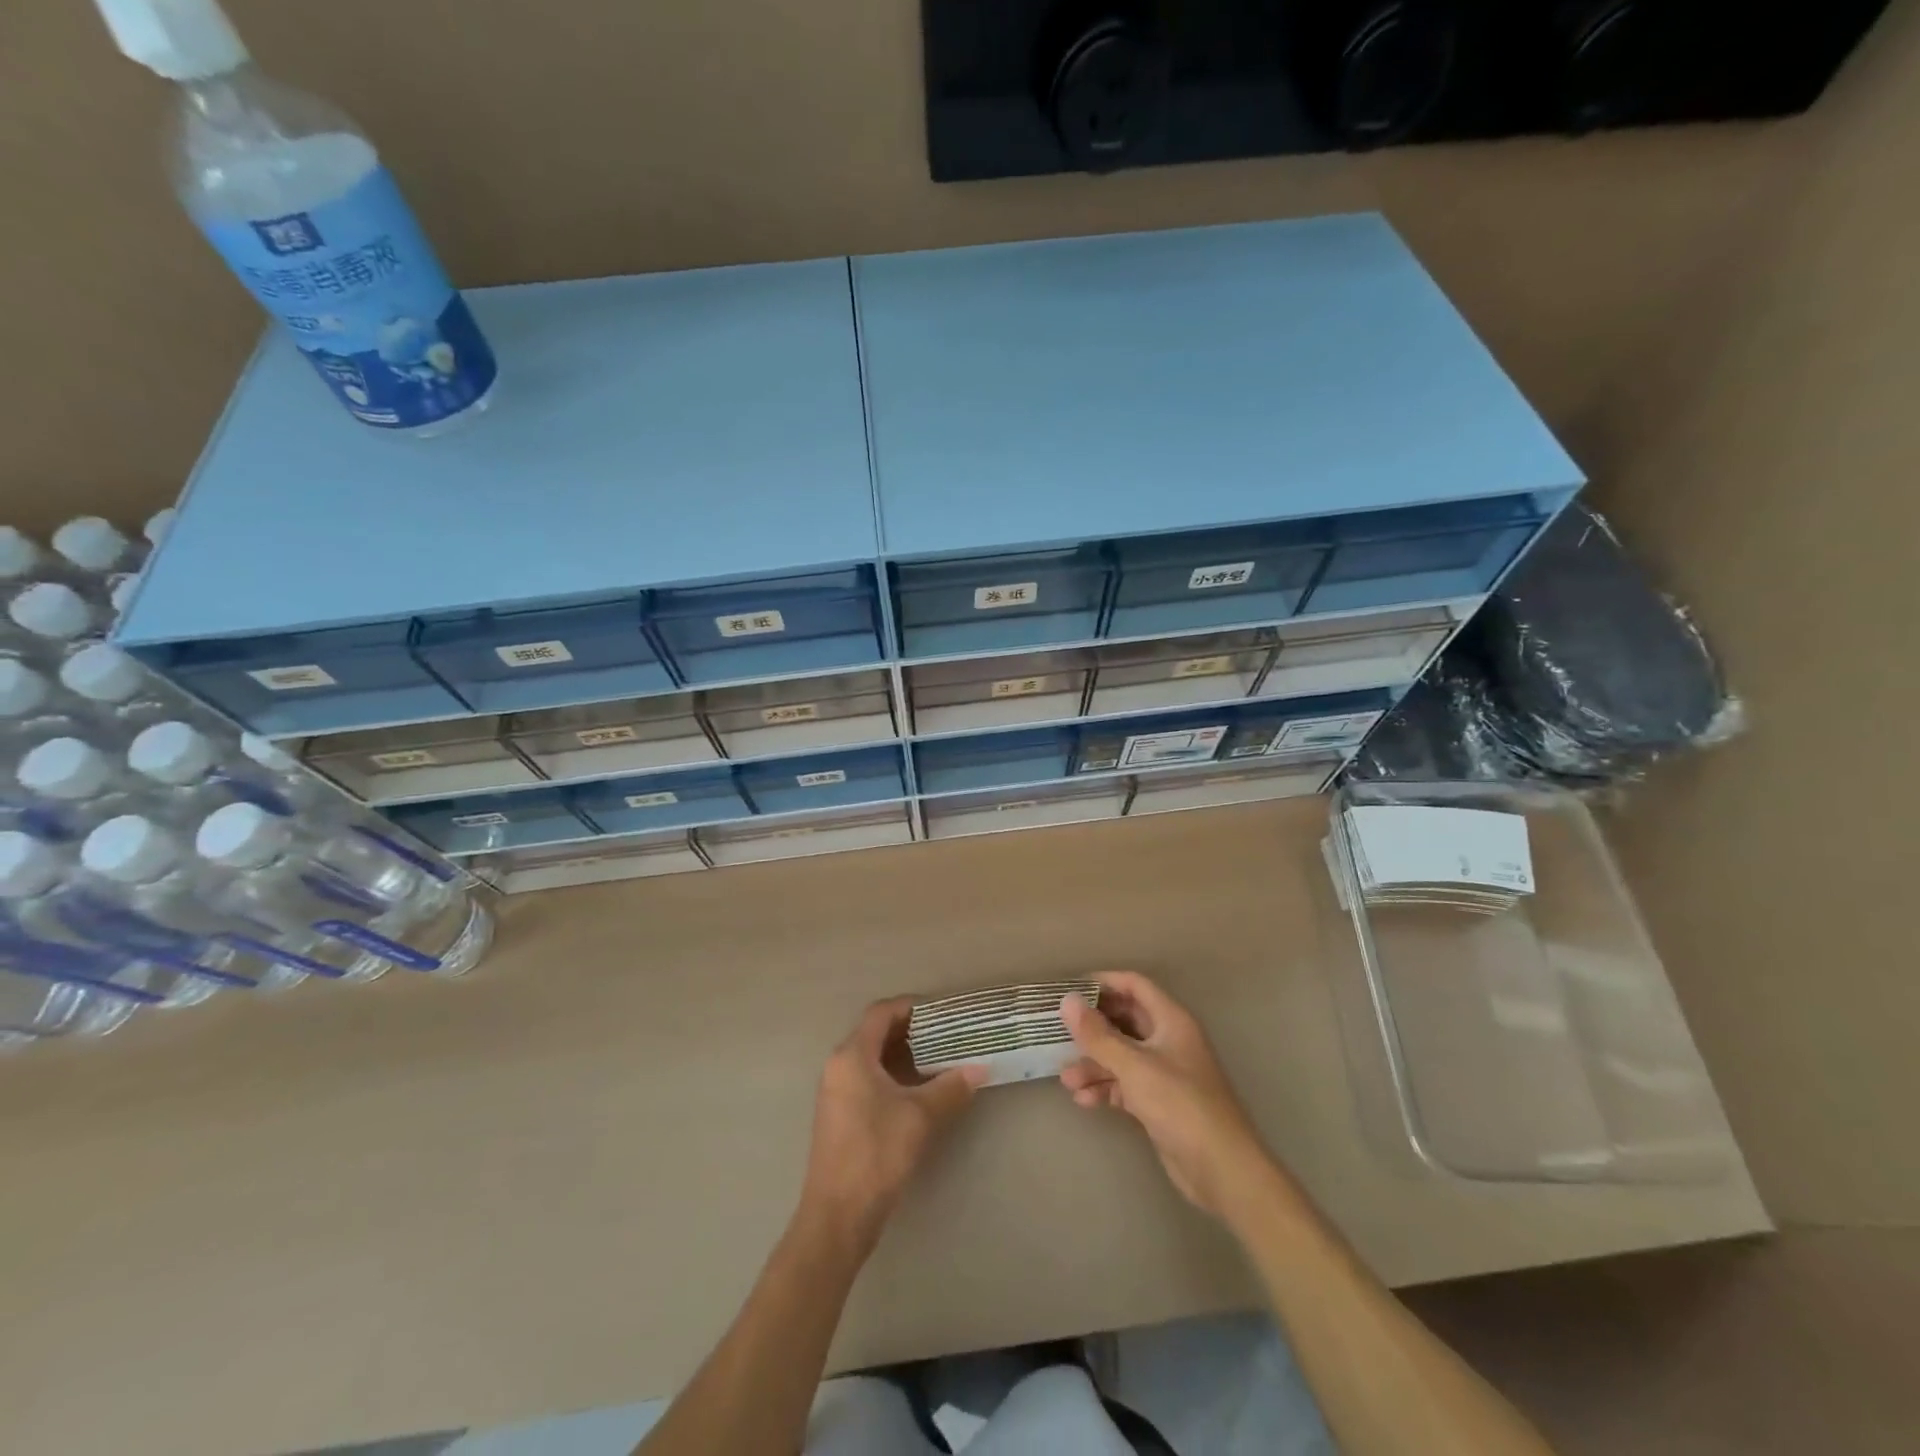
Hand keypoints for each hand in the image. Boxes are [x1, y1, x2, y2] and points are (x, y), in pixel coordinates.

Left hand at [799, 998, 985, 1252]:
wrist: (837, 1216)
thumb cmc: (876, 1154)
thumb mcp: (920, 1117)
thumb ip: (950, 1088)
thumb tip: (981, 1069)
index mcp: (852, 1056)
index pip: (881, 1013)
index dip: (911, 1006)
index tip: (941, 1011)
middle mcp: (839, 1066)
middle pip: (875, 1033)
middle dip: (911, 1030)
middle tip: (947, 1034)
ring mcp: (836, 1092)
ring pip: (872, 1058)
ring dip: (903, 1055)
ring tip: (940, 1059)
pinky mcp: (839, 1115)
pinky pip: (867, 1079)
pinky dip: (893, 1075)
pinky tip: (919, 1091)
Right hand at [1060, 972, 1272, 1218]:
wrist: (1221, 1169)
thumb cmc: (1180, 1104)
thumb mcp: (1134, 1066)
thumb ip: (1098, 1034)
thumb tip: (1068, 1000)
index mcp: (1171, 1020)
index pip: (1134, 985)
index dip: (1104, 983)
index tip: (1070, 990)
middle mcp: (1168, 1040)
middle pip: (1125, 1020)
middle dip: (1092, 1028)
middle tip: (1059, 1032)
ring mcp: (1164, 1072)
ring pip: (1121, 1055)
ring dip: (1094, 1063)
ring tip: (1066, 1079)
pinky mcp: (1159, 1102)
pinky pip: (1126, 1084)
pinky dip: (1105, 1087)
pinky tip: (1083, 1099)